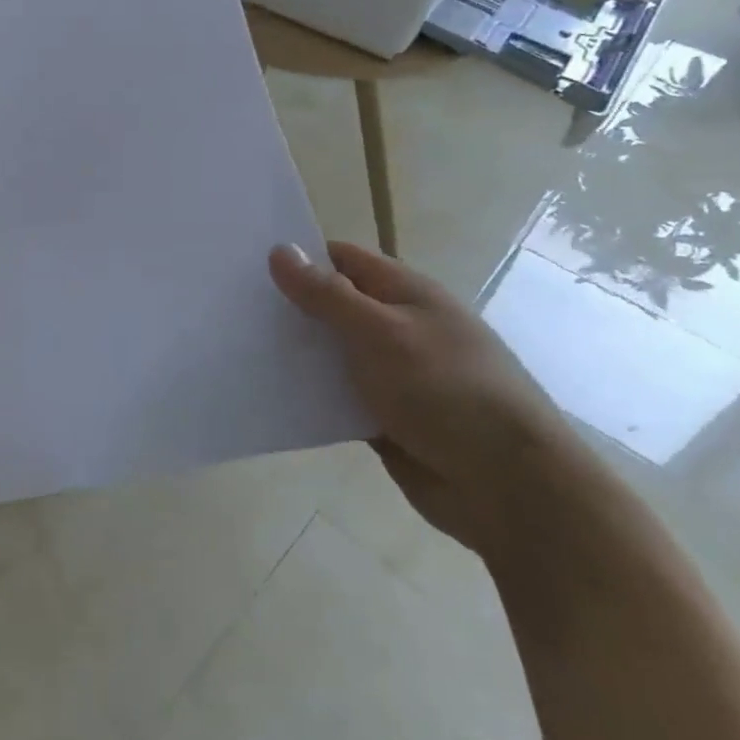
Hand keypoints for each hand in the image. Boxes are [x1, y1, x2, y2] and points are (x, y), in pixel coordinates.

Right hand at [269, 241, 588, 560]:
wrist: (509, 488)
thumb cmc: (447, 391)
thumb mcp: (382, 333)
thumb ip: (328, 295)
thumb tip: (281, 250)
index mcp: (406, 294)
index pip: (342, 259)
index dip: (298, 257)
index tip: (245, 264)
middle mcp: (397, 327)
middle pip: (333, 305)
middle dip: (289, 306)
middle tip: (229, 306)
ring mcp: (392, 374)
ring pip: (331, 353)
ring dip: (296, 353)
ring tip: (237, 347)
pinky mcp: (384, 416)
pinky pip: (336, 396)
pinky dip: (309, 394)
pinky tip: (269, 392)